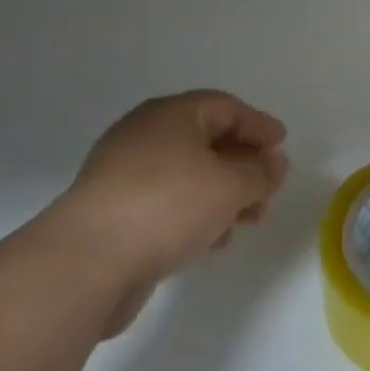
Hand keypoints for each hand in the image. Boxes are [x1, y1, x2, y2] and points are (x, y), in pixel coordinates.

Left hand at [50, 91, 287, 328]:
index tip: (282, 145)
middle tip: (269, 188)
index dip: (258, 125)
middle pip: (207, 141)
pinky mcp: (114, 213)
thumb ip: (260, 172)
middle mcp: (146, 136)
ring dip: (224, 194)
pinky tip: (214, 240)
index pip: (226, 107)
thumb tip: (275, 162)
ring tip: (249, 220)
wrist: (87, 262)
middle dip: (244, 165)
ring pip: (188, 176)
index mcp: (172, 115)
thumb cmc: (168, 206)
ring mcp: (125, 175)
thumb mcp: (230, 185)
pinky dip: (196, 214)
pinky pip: (167, 204)